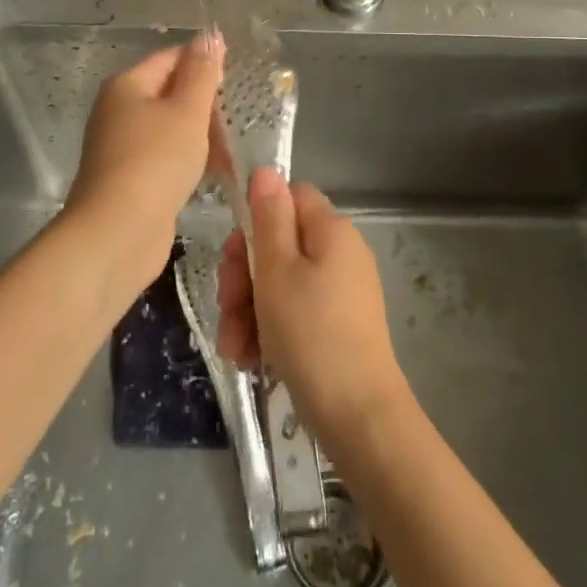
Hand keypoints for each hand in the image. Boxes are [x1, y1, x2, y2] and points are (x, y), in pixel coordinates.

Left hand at [62, 34, 221, 293]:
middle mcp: (119, 111)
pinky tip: (217, 172)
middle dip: (206, 103)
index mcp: (127, 86)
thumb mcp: (187, 111)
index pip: (170, 58)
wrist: (117, 234)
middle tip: (242, 116)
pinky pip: (166, 157)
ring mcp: (122, 147)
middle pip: (170, 93)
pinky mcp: (131, 179)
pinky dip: (191, 159)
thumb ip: (202, 73)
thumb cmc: (155, 162)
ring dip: (203, 134)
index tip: (239, 77)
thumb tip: (210, 35)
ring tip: (236, 147)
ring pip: (171, 128)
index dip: (204, 62)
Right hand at [217, 168, 408, 444]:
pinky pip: (294, 312)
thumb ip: (269, 217)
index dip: (257, 219)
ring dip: (249, 309)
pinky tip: (250, 358)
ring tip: (235, 346)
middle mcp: (340, 253)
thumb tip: (266, 170)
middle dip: (244, 275)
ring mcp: (341, 291)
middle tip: (228, 307)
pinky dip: (269, 329)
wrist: (358, 416)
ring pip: (280, 282)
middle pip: (280, 243)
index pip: (289, 197)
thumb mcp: (277, 271)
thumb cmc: (311, 334)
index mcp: (331, 230)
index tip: (236, 253)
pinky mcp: (337, 324)